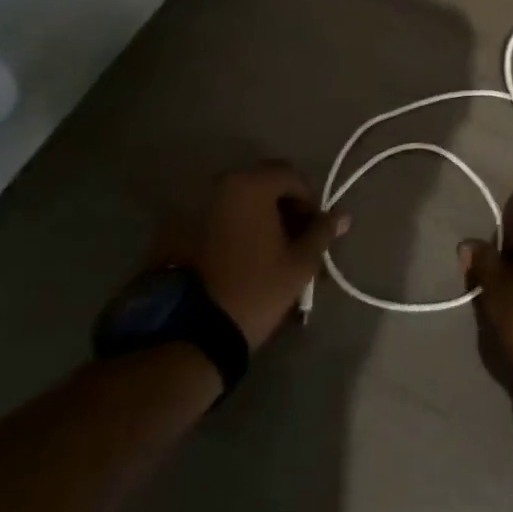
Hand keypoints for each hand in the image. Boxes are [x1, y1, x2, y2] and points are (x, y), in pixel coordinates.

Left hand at [152, 161, 346, 349]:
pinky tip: (235, 260)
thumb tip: (342, 215)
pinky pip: (211, 219)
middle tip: (292, 240)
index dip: (309, 200)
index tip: (314, 230)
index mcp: (250, 184)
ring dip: (254, 218)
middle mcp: (218, 184)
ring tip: (264, 253)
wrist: (186, 335)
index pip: (291, 176)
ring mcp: (189, 205)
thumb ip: (321, 232)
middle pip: (261, 184)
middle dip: (282, 206)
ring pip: (234, 202)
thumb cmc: (253, 290)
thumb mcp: (299, 264)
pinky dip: (228, 229)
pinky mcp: (170, 230)